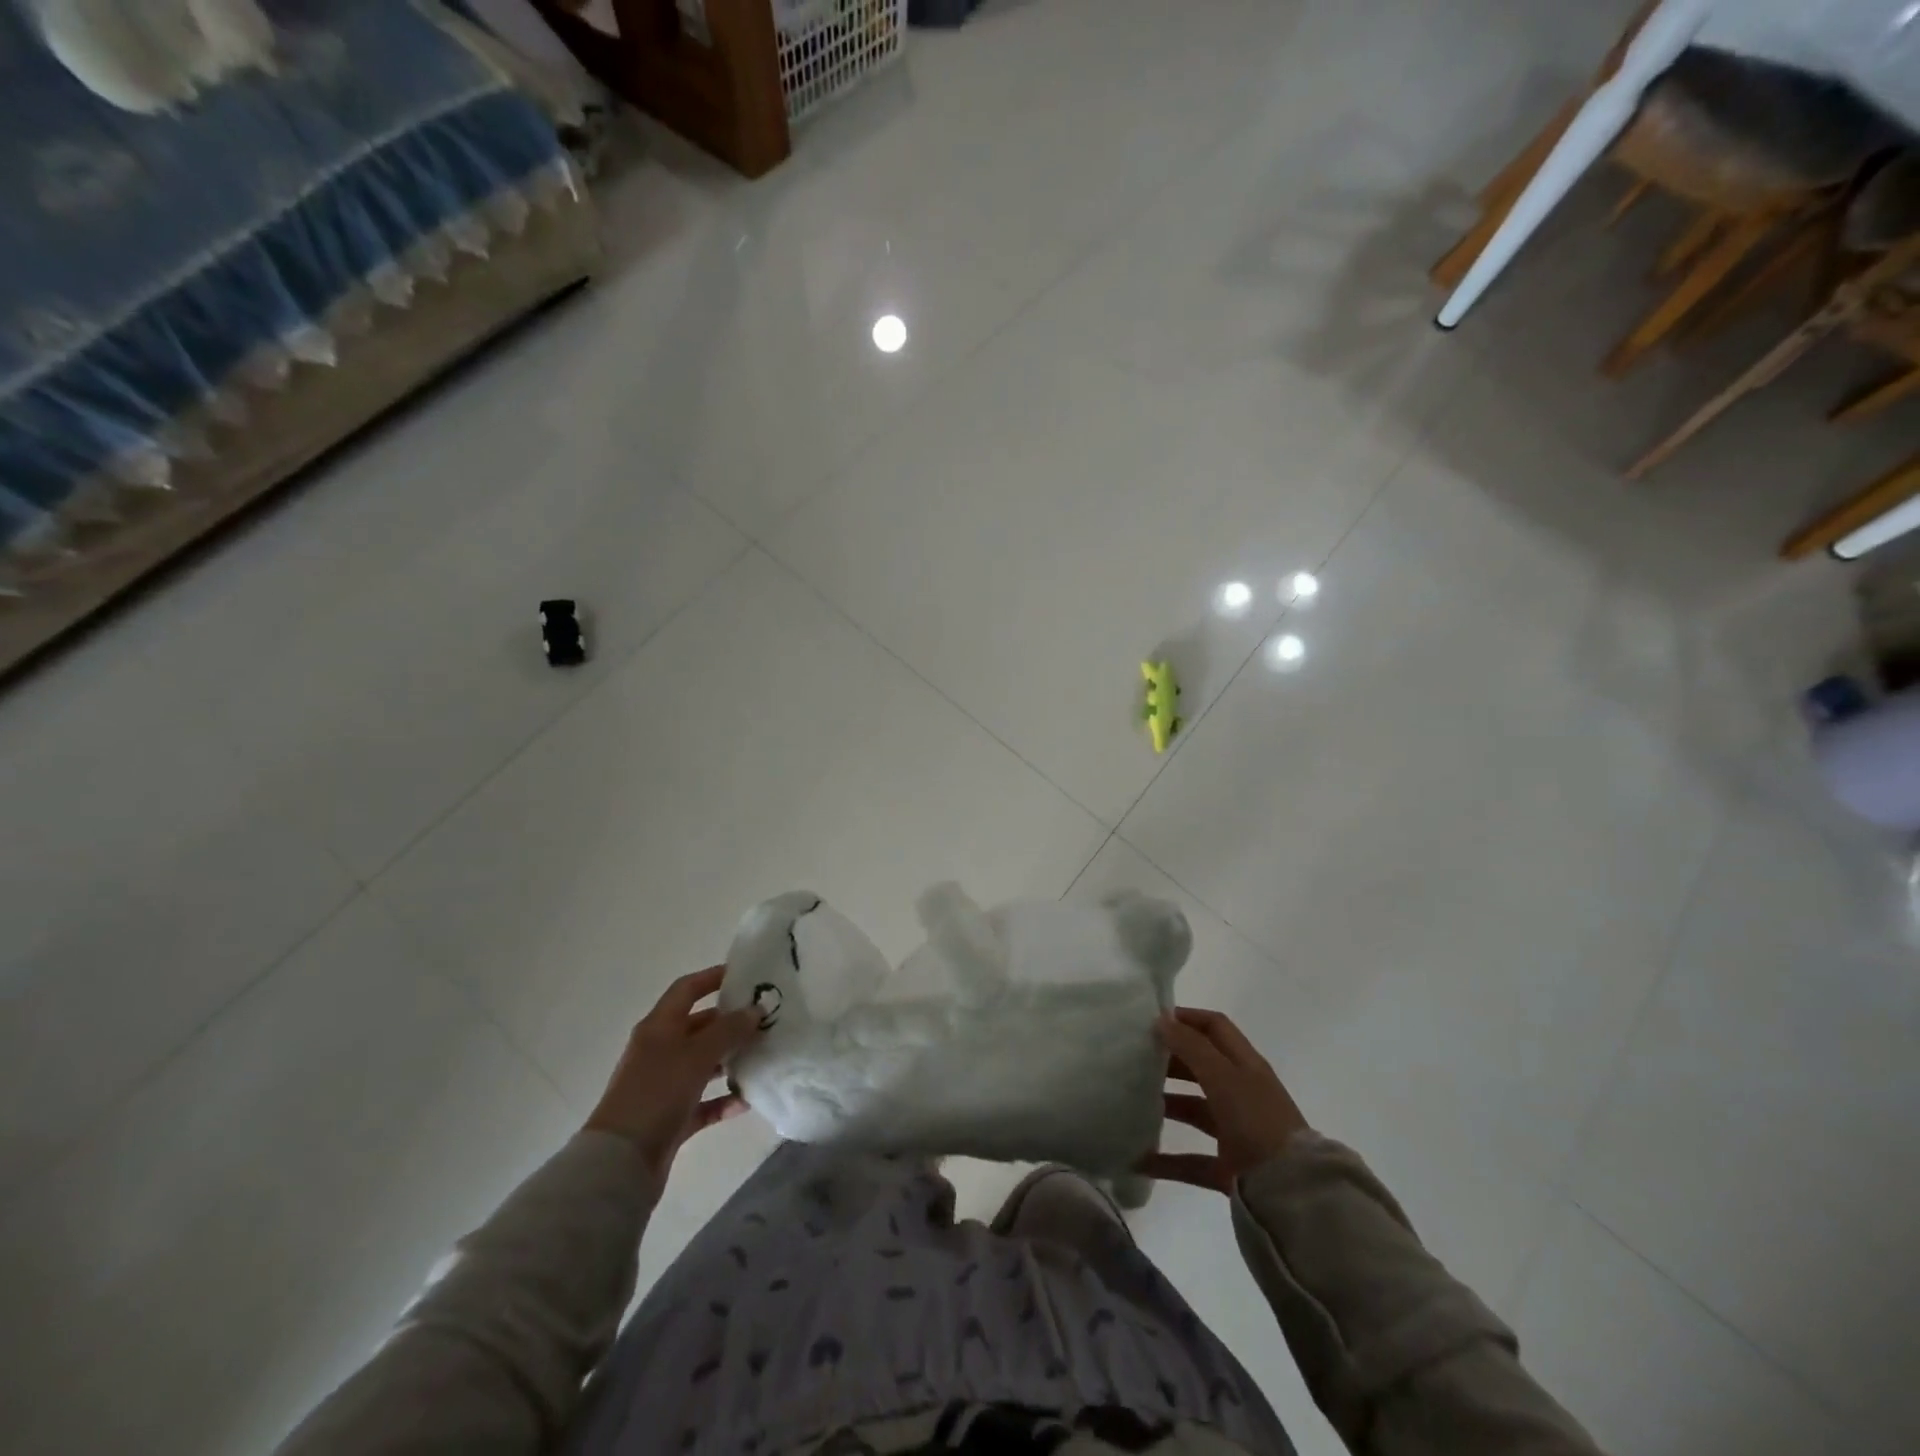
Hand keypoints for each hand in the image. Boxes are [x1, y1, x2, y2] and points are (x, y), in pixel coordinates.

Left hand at [584, 966, 761, 1182]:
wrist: (620, 1162)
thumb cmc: (658, 1093)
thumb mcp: (697, 1054)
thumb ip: (729, 1029)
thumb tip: (755, 1010)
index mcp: (659, 1027)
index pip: (687, 989)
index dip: (713, 977)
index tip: (745, 975)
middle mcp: (660, 1050)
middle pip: (698, 1026)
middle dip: (730, 1022)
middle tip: (765, 1019)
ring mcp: (664, 1085)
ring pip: (703, 1063)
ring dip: (729, 1060)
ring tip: (763, 1056)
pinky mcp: (670, 1117)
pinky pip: (703, 1101)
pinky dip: (723, 1099)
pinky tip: (746, 1101)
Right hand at [1139, 1007, 1309, 1192]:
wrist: (1292, 1194)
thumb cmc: (1257, 1122)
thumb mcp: (1224, 1077)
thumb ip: (1192, 1047)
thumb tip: (1162, 1020)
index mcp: (1246, 1065)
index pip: (1215, 1027)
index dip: (1186, 1018)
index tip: (1151, 1021)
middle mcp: (1242, 1093)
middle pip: (1201, 1067)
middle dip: (1170, 1061)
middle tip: (1134, 1059)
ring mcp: (1236, 1132)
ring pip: (1194, 1110)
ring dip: (1166, 1106)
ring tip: (1131, 1103)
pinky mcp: (1230, 1168)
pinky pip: (1191, 1160)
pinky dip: (1167, 1160)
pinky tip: (1139, 1159)